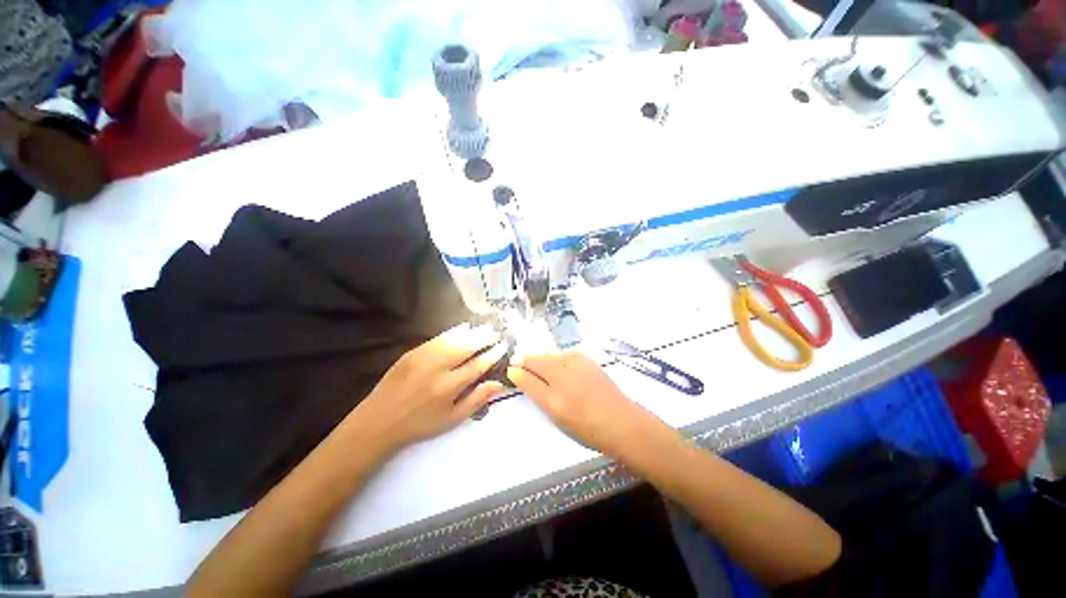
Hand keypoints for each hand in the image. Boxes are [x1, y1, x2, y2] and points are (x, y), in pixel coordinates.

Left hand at [350, 323, 507, 453]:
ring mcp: (423, 357)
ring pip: (453, 339)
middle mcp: (438, 368)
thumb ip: (476, 400)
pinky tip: (463, 327)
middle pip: (466, 347)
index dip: (493, 354)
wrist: (379, 421)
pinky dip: (453, 331)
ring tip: (484, 328)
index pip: (478, 365)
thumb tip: (498, 383)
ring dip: (471, 332)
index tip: (503, 346)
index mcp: (449, 387)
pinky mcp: (412, 352)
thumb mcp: (452, 420)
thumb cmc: (420, 424)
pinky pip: (437, 338)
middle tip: (496, 332)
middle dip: (484, 338)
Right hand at [507, 351, 664, 457]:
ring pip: (551, 355)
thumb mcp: (554, 412)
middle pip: (539, 357)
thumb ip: (533, 388)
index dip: (517, 366)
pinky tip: (559, 369)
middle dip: (528, 362)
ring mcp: (579, 360)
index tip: (511, 370)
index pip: (528, 365)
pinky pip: (565, 355)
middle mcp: (565, 365)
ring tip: (541, 372)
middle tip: (524, 373)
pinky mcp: (588, 360)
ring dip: (542, 361)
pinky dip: (557, 360)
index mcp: (554, 380)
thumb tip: (515, 371)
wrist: (622, 422)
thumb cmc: (585, 425)